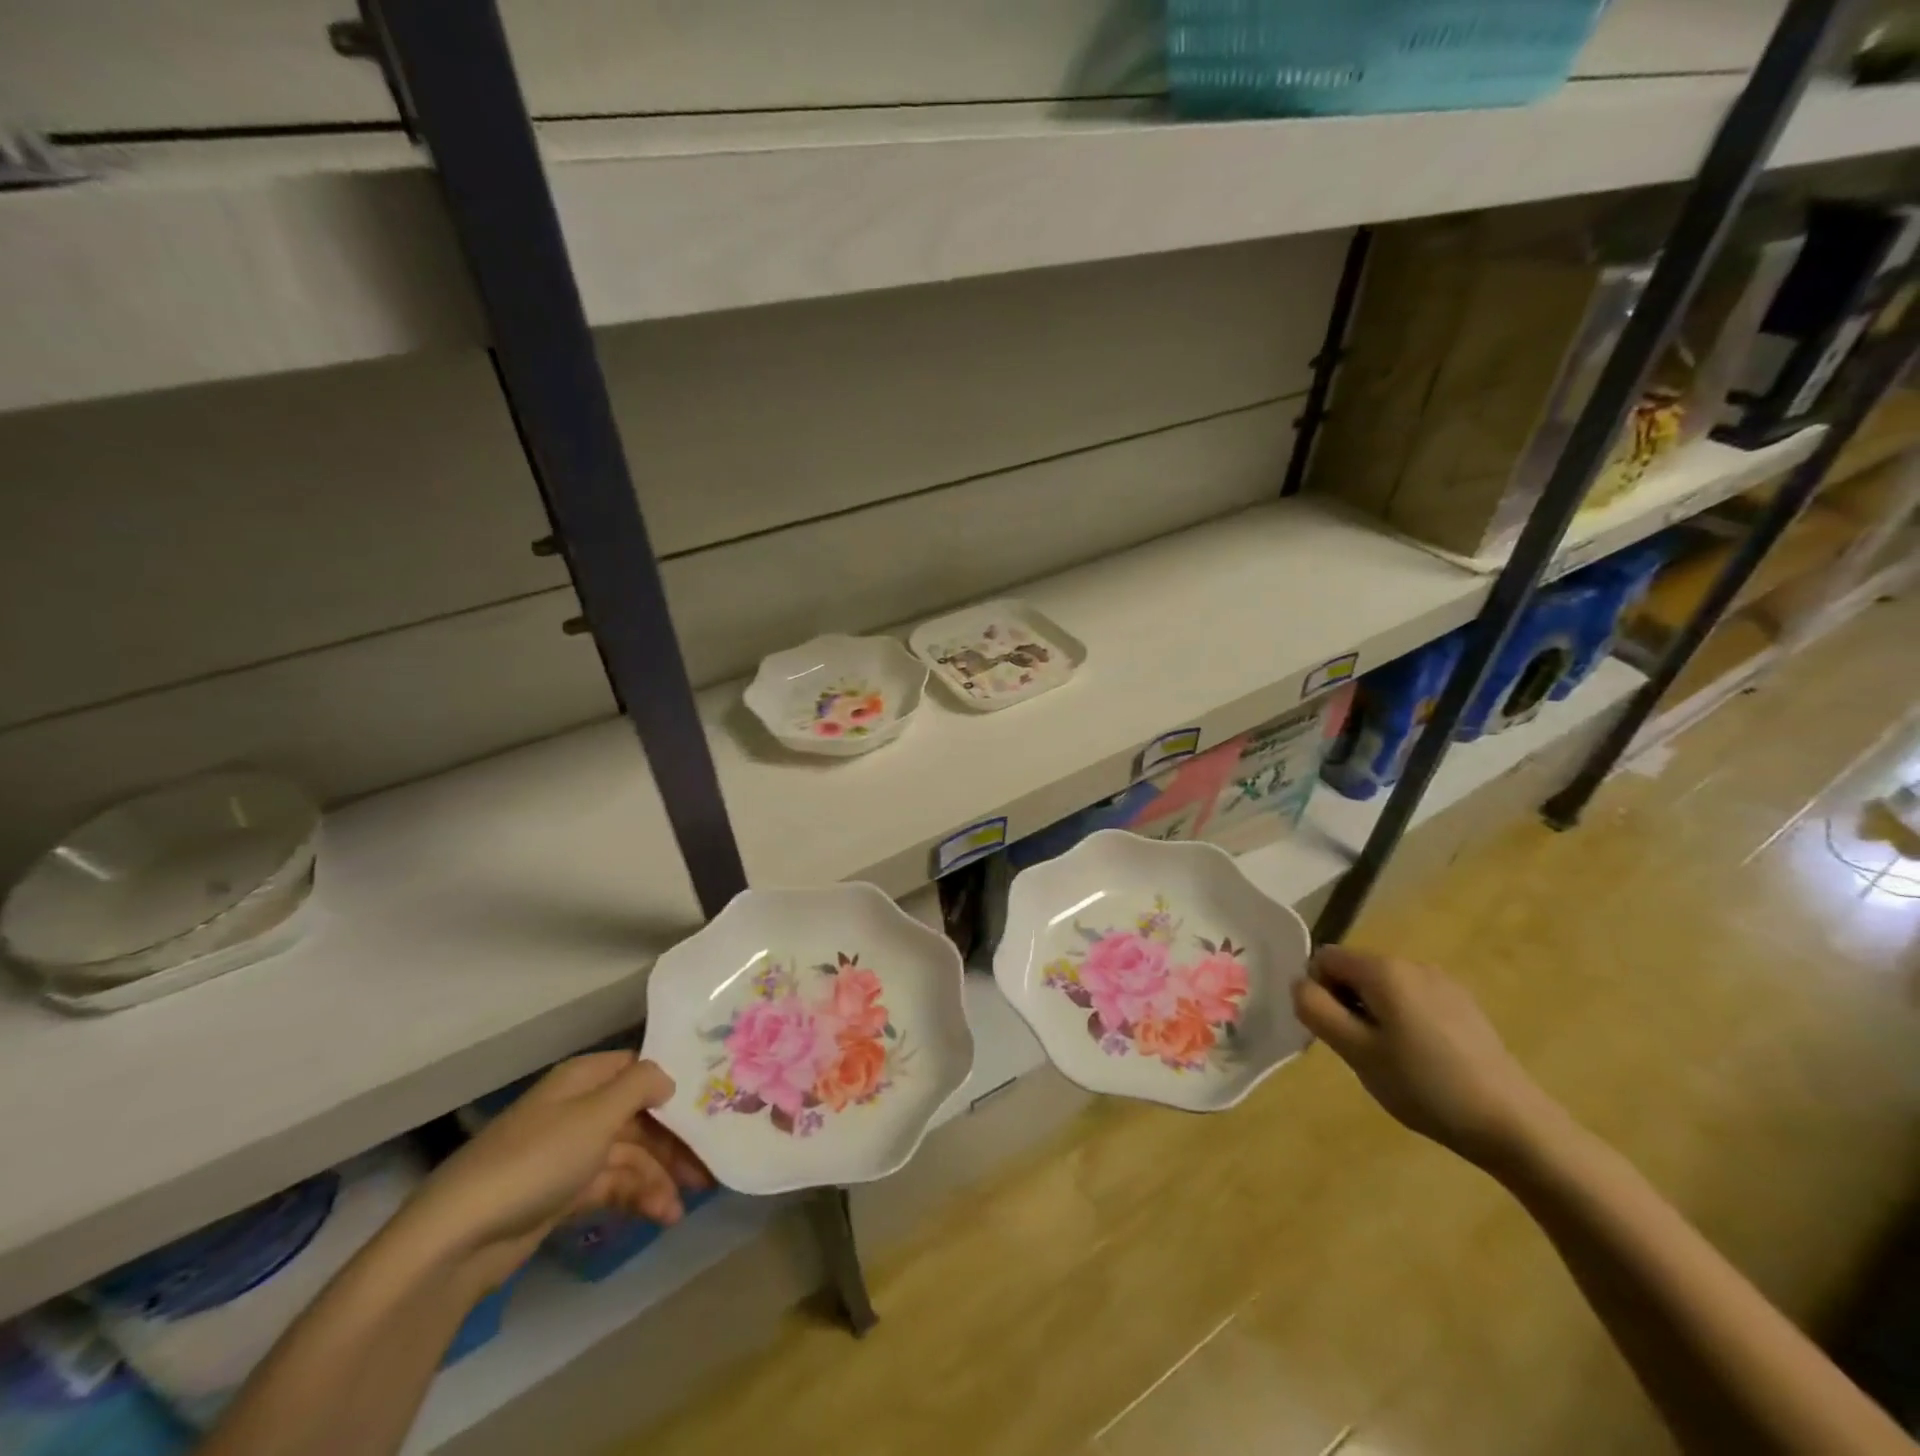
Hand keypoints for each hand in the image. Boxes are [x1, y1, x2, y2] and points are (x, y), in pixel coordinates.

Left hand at [394, 1052, 711, 1291]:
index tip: (710, 1104)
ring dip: (658, 1178)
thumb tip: (667, 1077)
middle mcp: (579, 1110)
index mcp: (583, 1080)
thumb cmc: (537, 1159)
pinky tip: (659, 1217)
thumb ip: (641, 1086)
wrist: (459, 1239)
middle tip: (707, 1168)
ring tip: (681, 1209)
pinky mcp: (562, 1194)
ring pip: (629, 1156)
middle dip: (674, 1143)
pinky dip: (636, 1198)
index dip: (673, 1085)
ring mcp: (570, 1154)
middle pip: (639, 1118)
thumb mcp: (597, 1113)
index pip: (639, 1070)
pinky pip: (611, 1186)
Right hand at [1292, 945, 1562, 1167]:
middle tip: (1362, 1052)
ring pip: (1385, 988)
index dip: (1318, 991)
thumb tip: (1299, 984)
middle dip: (1347, 1004)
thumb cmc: (1425, 1086)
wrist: (1514, 1125)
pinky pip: (1414, 1001)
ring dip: (1375, 1015)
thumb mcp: (1356, 1052)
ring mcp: (1444, 984)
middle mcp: (1413, 964)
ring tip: (1394, 1061)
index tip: (1335, 1032)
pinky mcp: (1465, 1007)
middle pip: (1356, 971)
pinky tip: (1424, 1062)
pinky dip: (1404, 1022)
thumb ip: (1317, 1010)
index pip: (1325, 958)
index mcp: (1384, 970)